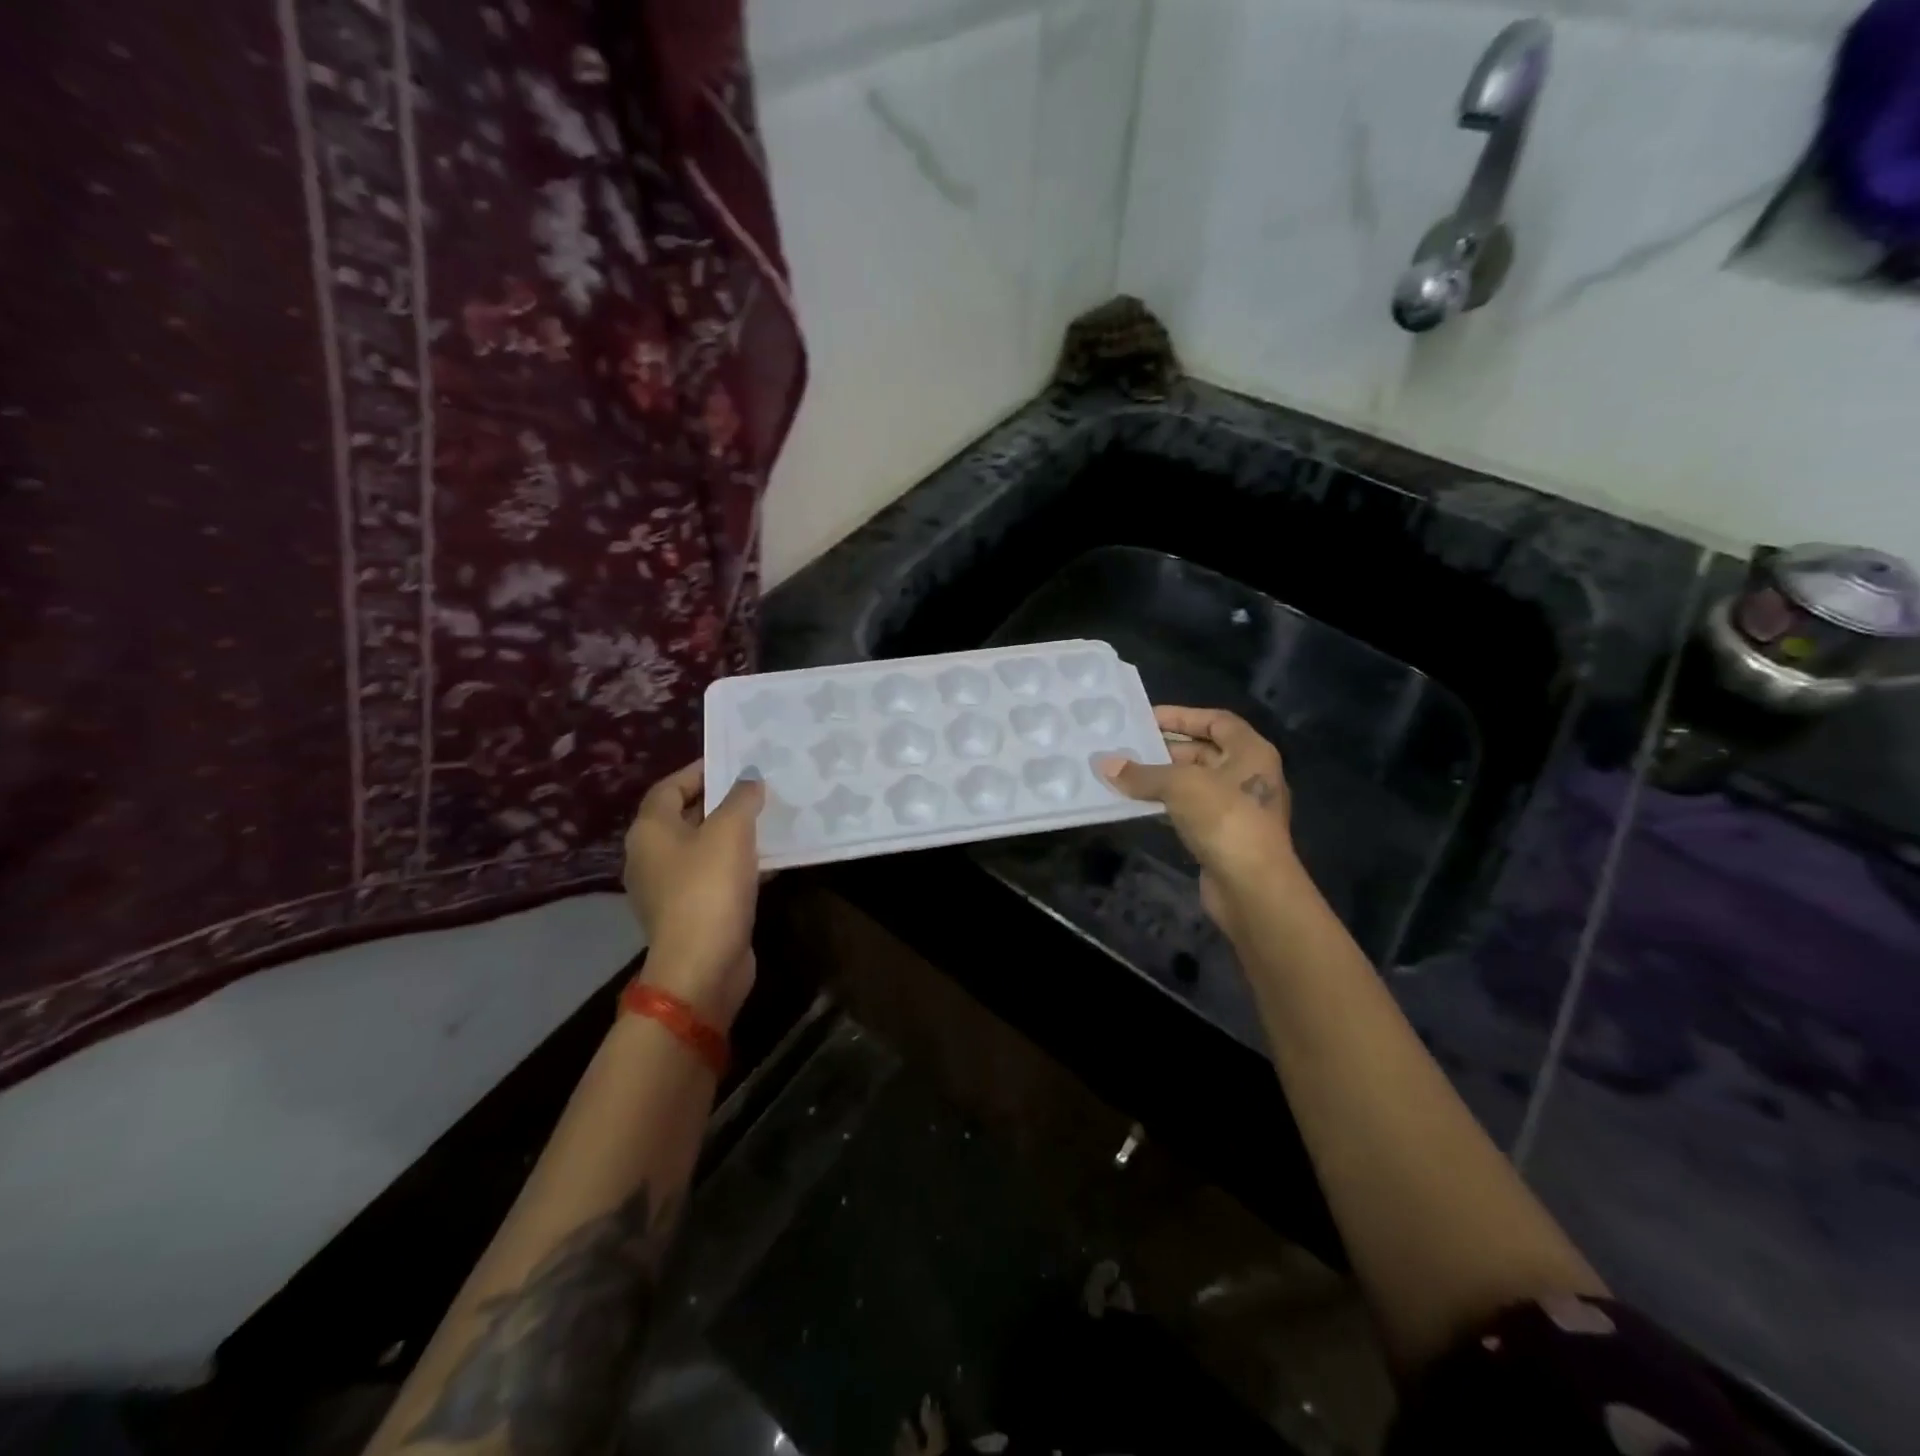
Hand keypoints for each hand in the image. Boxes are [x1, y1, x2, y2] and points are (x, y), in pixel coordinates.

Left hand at [623, 760, 764, 1029]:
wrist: (703, 966)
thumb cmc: (709, 888)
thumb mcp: (730, 831)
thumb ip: (741, 798)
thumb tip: (749, 779)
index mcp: (650, 831)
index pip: (669, 787)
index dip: (699, 771)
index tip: (733, 761)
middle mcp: (651, 856)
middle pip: (685, 816)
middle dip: (721, 801)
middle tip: (757, 787)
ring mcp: (669, 889)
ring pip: (703, 849)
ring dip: (733, 834)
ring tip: (769, 819)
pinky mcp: (691, 913)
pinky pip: (715, 877)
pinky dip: (738, 865)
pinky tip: (771, 861)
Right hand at [1099, 706, 1299, 930]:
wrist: (1252, 887)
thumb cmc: (1224, 819)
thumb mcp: (1180, 786)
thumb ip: (1142, 773)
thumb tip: (1105, 763)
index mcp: (1251, 752)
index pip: (1216, 721)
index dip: (1182, 716)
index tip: (1146, 718)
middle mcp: (1249, 775)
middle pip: (1204, 752)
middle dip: (1166, 749)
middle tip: (1127, 747)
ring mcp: (1238, 808)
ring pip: (1195, 783)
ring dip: (1162, 779)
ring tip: (1124, 774)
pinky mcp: (1224, 836)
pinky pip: (1191, 810)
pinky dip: (1166, 805)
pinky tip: (1138, 804)